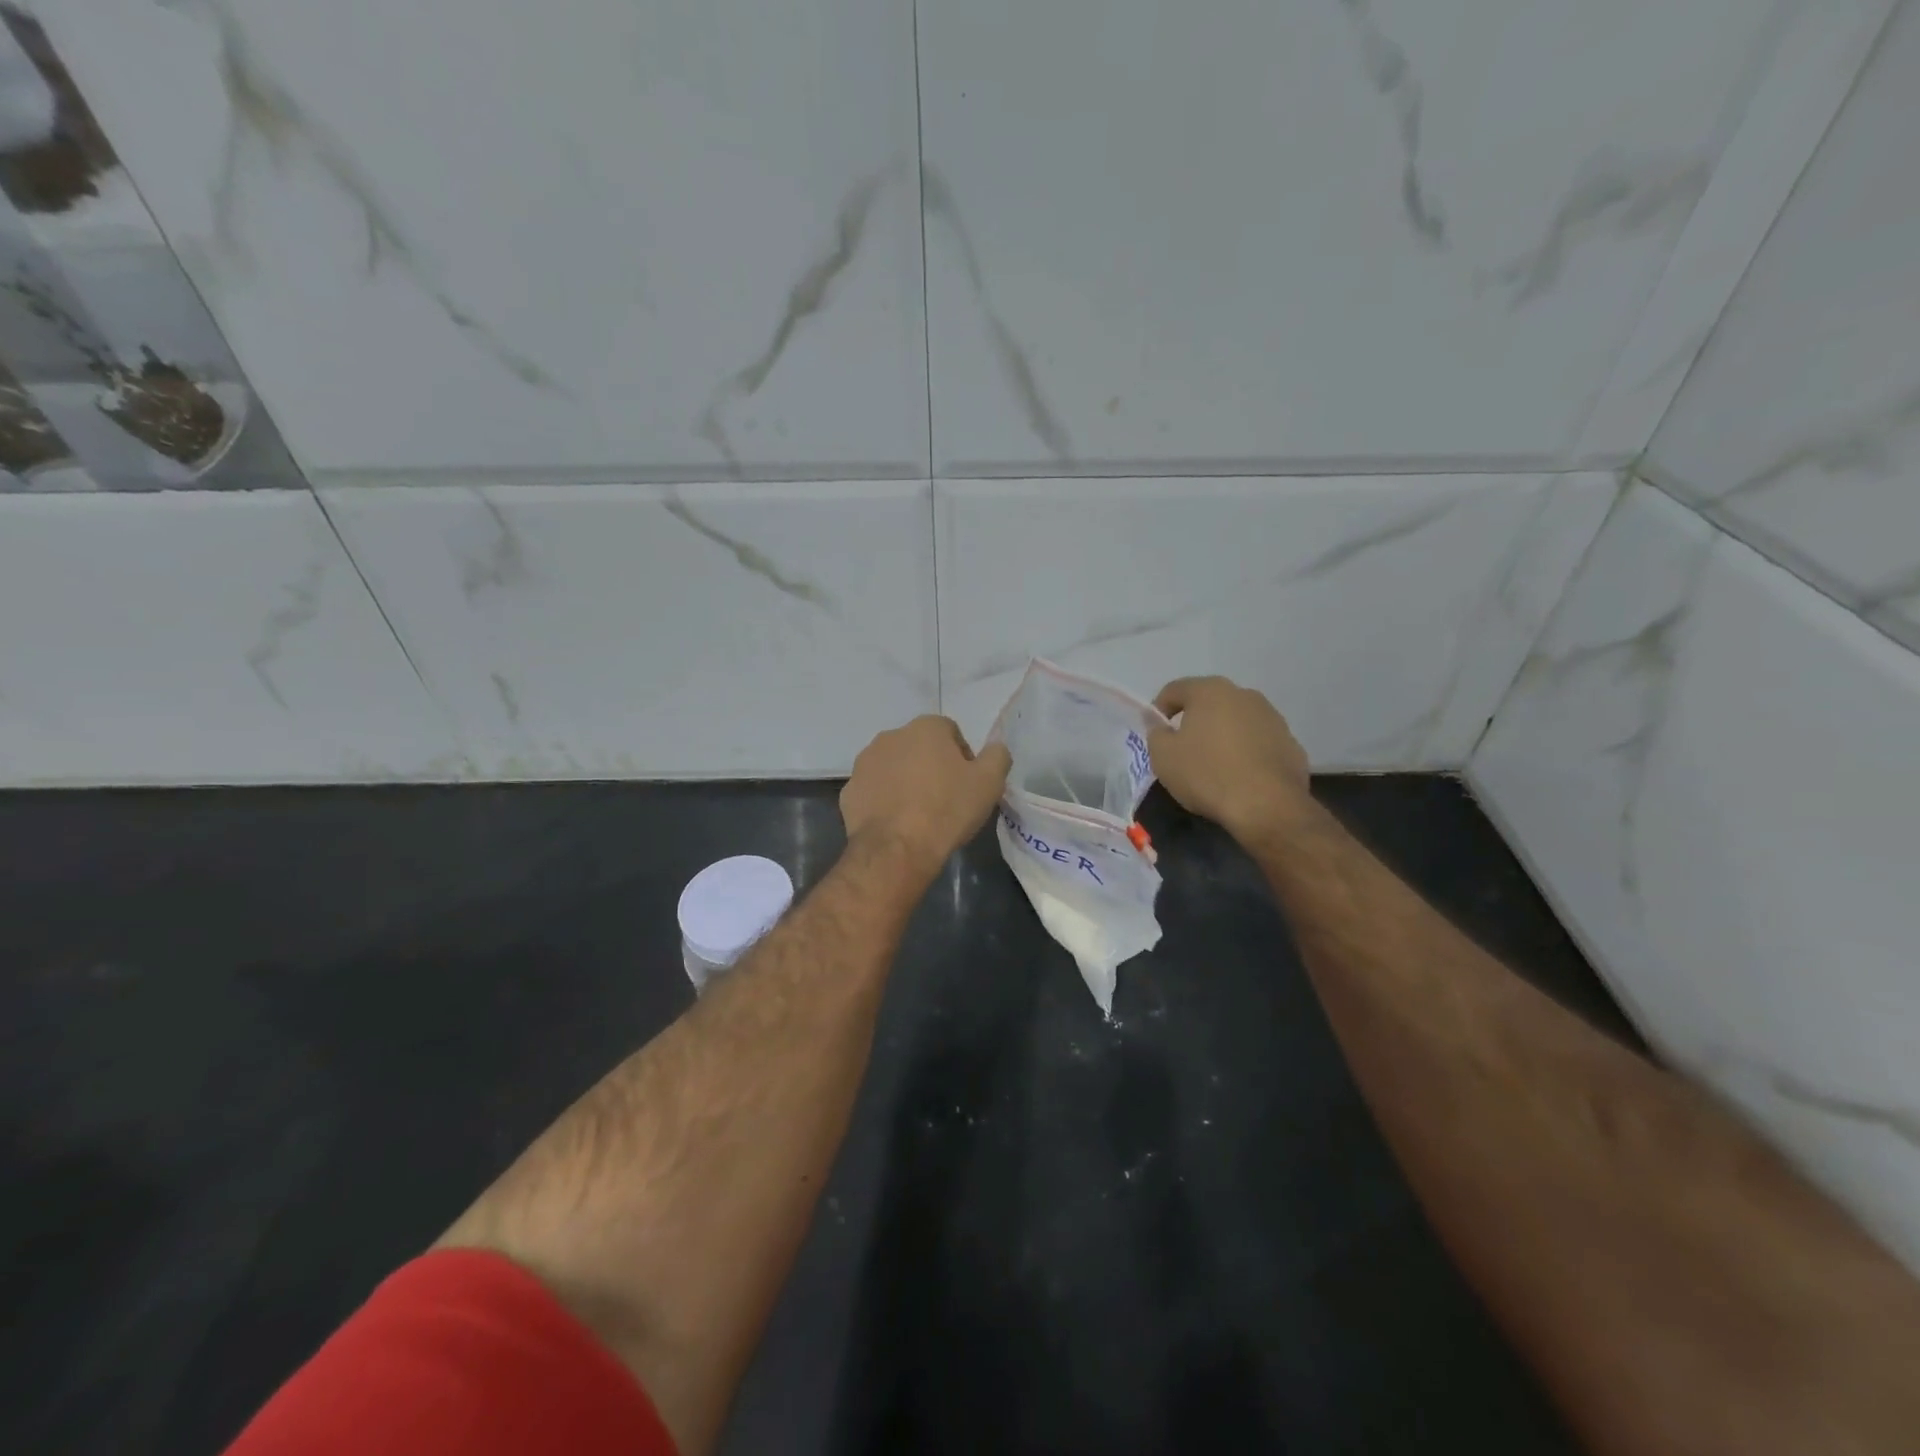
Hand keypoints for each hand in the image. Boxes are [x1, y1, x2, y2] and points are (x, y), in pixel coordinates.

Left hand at [841, 716, 1011, 874]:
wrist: (896, 849)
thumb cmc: (947, 810)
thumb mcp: (990, 782)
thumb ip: (997, 756)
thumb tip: (995, 748)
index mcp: (925, 727)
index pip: (950, 732)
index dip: (963, 757)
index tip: (967, 784)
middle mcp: (891, 736)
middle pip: (919, 747)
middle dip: (931, 766)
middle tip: (945, 799)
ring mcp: (865, 763)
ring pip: (893, 767)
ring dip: (905, 781)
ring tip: (919, 813)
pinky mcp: (849, 791)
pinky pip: (874, 791)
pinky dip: (884, 801)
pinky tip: (897, 823)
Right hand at [1149, 676, 1311, 842]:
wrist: (1267, 806)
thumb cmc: (1207, 774)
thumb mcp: (1163, 756)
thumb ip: (1156, 734)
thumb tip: (1161, 726)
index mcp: (1211, 691)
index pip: (1175, 689)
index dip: (1159, 709)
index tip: (1156, 733)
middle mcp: (1244, 695)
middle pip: (1209, 702)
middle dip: (1194, 720)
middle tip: (1183, 748)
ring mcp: (1273, 718)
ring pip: (1236, 721)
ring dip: (1222, 735)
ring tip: (1213, 765)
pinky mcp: (1291, 743)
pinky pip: (1258, 742)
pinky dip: (1246, 752)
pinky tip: (1240, 777)